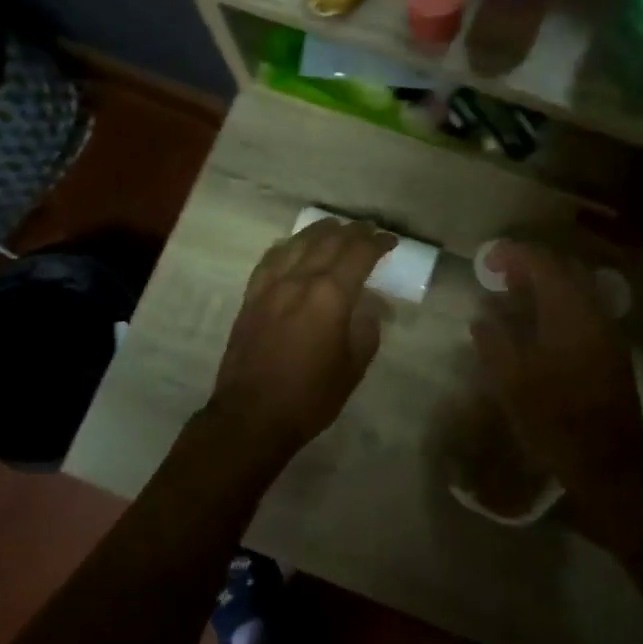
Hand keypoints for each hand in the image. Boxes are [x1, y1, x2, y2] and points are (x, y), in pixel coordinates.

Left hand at [207, 218, 395, 462]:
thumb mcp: (354, 366)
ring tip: (335, 227)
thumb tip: (369, 306)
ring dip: (320, 231)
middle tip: (369, 230)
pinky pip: (271, 259)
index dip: (377, 243)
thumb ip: (366, 328)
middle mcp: (299, 280)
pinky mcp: (251, 297)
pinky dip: (288, 246)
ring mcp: (271, 286)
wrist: (252, 416)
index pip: (359, 254)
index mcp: (330, 296)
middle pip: (329, 241)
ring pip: (298, 243)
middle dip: (353, 231)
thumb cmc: (310, 396)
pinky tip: (293, 246)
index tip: (390, 241)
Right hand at [471, 243, 642, 554]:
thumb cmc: (554, 418)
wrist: (609, 459)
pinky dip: (559, 305)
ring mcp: (607, 330)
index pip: (542, 263)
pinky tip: (539, 326)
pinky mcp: (611, 350)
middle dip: (531, 265)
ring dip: (546, 286)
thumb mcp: (511, 380)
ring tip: (515, 298)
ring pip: (576, 289)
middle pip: (564, 269)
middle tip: (500, 276)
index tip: (486, 262)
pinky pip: (583, 309)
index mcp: (569, 311)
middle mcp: (594, 311)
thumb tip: (484, 316)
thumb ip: (494, 339)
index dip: (512, 255)